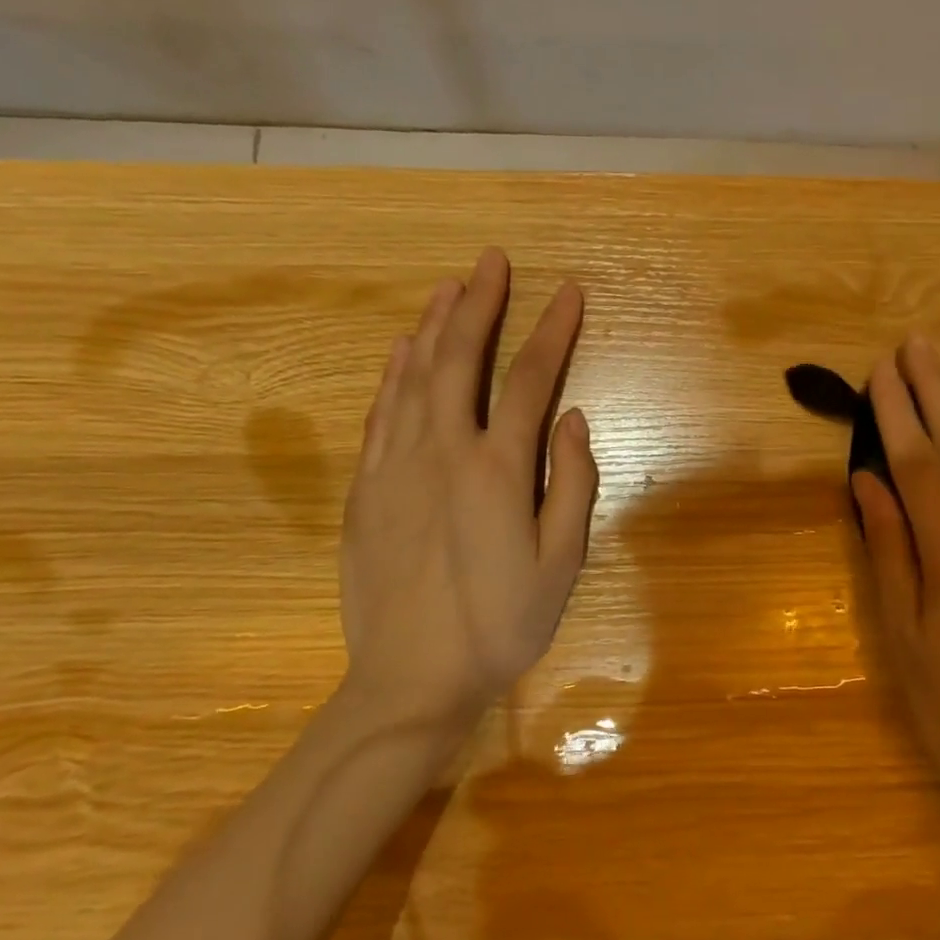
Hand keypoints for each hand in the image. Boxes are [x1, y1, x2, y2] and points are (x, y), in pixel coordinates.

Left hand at [339, 248, 597, 729]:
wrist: (411, 678)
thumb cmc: (500, 625)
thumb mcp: (561, 564)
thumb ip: (572, 485)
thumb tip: (574, 419)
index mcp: (497, 469)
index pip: (529, 379)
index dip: (552, 329)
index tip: (568, 290)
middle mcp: (442, 452)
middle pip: (460, 358)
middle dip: (480, 304)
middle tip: (491, 260)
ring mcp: (396, 466)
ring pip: (413, 376)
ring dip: (432, 325)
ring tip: (447, 286)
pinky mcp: (366, 488)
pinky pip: (380, 413)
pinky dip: (393, 374)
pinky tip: (401, 351)